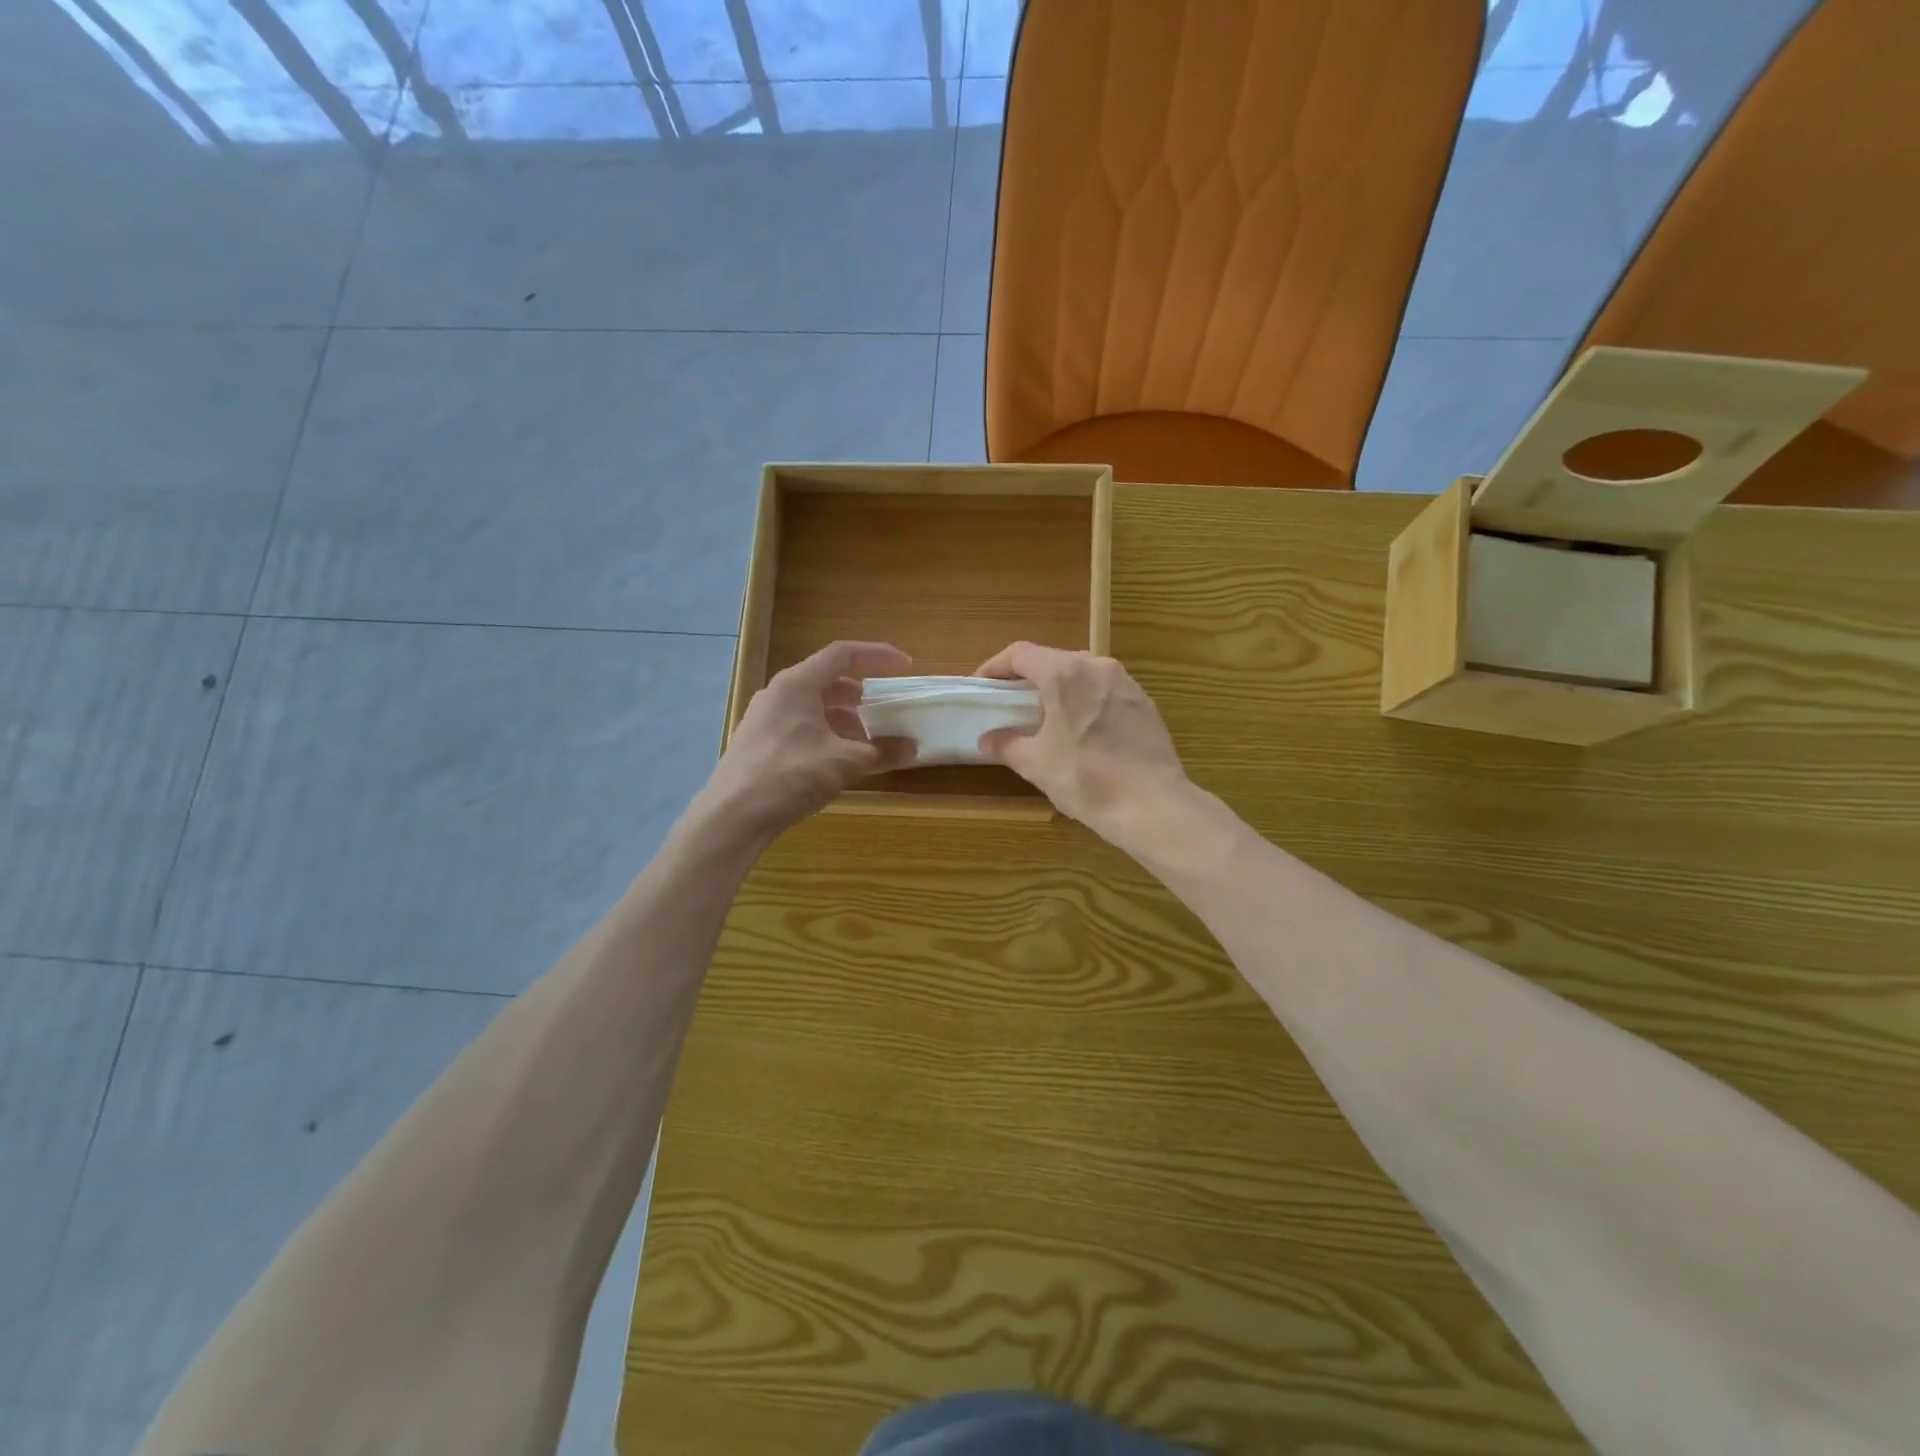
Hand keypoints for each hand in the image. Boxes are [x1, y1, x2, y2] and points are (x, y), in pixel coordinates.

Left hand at [699, 641, 916, 840]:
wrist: (733, 816)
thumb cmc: (790, 775)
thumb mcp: (844, 763)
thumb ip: (881, 752)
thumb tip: (913, 749)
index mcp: (797, 684)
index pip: (842, 654)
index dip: (877, 656)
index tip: (905, 666)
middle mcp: (778, 694)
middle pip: (826, 681)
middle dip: (860, 695)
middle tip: (885, 710)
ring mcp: (764, 720)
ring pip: (813, 708)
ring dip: (844, 720)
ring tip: (867, 742)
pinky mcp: (759, 745)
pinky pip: (800, 728)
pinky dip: (826, 735)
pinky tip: (839, 761)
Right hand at [974, 642, 1189, 850]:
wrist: (1151, 805)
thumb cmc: (1086, 779)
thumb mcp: (1036, 764)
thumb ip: (1007, 745)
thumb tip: (988, 740)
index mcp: (1065, 674)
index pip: (1020, 654)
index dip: (995, 667)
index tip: (982, 687)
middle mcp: (1097, 666)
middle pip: (1053, 659)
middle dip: (1028, 677)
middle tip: (1011, 702)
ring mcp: (1126, 682)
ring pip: (1082, 673)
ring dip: (1059, 688)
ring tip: (1046, 715)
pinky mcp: (1145, 702)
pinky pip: (1105, 690)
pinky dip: (1086, 700)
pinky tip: (1082, 729)